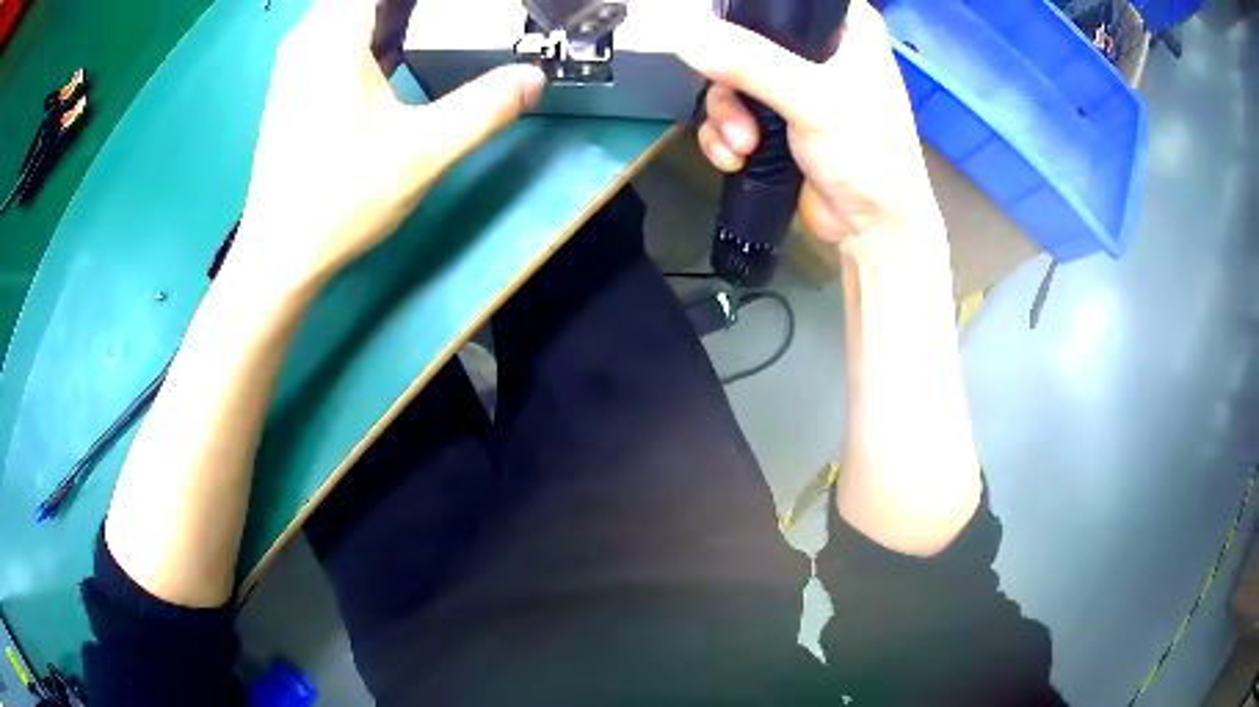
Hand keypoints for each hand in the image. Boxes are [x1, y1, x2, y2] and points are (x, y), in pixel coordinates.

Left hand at [234, 0, 545, 291]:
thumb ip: (483, 108)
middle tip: (455, 18)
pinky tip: (401, 43)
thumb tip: (533, 78)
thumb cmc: (341, 200)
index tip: (457, 11)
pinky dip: (373, 27)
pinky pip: (338, 32)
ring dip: (394, 12)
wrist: (281, 254)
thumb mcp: (422, 153)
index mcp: (334, 39)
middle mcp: (310, 39)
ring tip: (434, 23)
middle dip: (411, 6)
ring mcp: (298, 61)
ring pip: (349, 11)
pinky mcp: (297, 83)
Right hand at [673, 0, 942, 247]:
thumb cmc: (868, 154)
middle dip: (729, 80)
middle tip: (737, 109)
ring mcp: (795, 87)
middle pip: (745, 38)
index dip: (749, 11)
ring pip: (731, 79)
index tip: (726, 35)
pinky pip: (731, 113)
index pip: (785, 0)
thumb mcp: (814, 100)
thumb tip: (685, 35)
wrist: (871, 228)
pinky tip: (737, 159)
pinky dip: (725, 137)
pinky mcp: (777, 121)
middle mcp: (819, 50)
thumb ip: (751, 64)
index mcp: (845, 28)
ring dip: (725, 117)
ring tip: (743, 146)